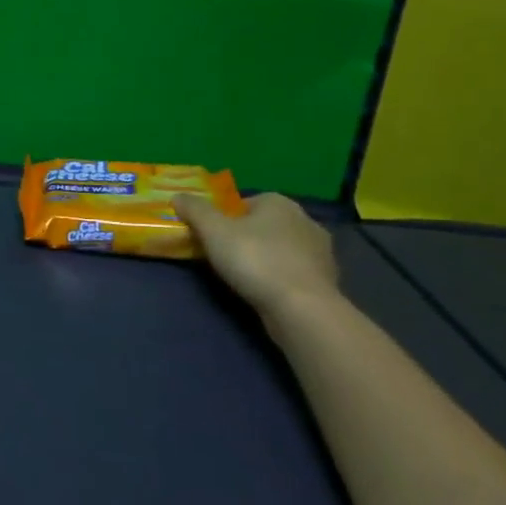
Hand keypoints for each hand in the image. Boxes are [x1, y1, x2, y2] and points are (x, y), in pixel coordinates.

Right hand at [174, 191, 339, 315]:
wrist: (302, 308)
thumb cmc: (255, 260)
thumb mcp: (213, 230)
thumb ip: (194, 210)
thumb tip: (178, 196)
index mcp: (279, 202)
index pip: (244, 203)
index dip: (224, 218)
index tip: (211, 236)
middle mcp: (305, 220)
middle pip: (264, 225)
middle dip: (246, 237)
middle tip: (224, 256)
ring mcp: (321, 251)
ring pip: (282, 248)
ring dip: (266, 258)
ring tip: (245, 277)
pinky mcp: (327, 279)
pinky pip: (295, 271)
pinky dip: (281, 277)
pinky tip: (267, 291)